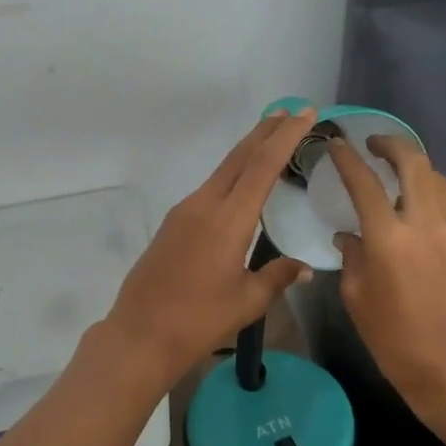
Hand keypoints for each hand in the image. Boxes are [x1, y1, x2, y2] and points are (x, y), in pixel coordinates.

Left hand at [105, 107, 316, 377]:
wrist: (140, 334)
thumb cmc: (199, 320)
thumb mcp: (247, 301)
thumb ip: (278, 277)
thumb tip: (304, 268)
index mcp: (228, 219)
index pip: (262, 165)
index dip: (286, 137)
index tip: (304, 113)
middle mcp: (205, 204)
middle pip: (239, 157)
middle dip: (266, 131)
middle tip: (291, 112)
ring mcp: (185, 211)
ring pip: (223, 170)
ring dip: (248, 151)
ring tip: (271, 139)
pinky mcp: (174, 222)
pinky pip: (210, 188)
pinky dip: (232, 175)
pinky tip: (242, 184)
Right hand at [329, 136, 445, 417]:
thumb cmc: (399, 343)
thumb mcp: (359, 302)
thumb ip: (353, 260)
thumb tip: (351, 239)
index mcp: (389, 237)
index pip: (364, 182)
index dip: (347, 158)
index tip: (336, 143)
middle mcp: (426, 223)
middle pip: (414, 162)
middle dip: (392, 144)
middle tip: (375, 144)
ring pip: (439, 181)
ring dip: (416, 168)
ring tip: (399, 175)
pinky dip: (431, 201)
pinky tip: (419, 220)